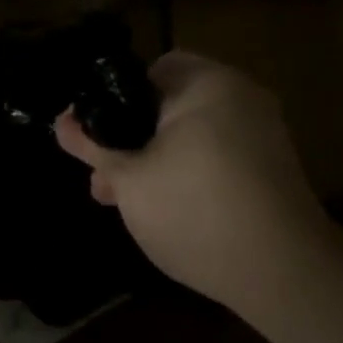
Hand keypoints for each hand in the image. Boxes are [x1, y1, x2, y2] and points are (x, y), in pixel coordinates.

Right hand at [54, 52, 326, 313]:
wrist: (281, 271)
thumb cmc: (194, 210)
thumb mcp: (129, 179)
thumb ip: (93, 145)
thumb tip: (61, 121)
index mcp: (208, 83)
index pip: (150, 70)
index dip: (112, 100)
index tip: (93, 138)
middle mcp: (241, 98)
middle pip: (169, 106)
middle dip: (129, 141)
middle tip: (102, 180)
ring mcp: (262, 134)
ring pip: (190, 136)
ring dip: (153, 162)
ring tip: (122, 202)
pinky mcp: (271, 169)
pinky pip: (216, 157)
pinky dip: (187, 174)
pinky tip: (164, 211)